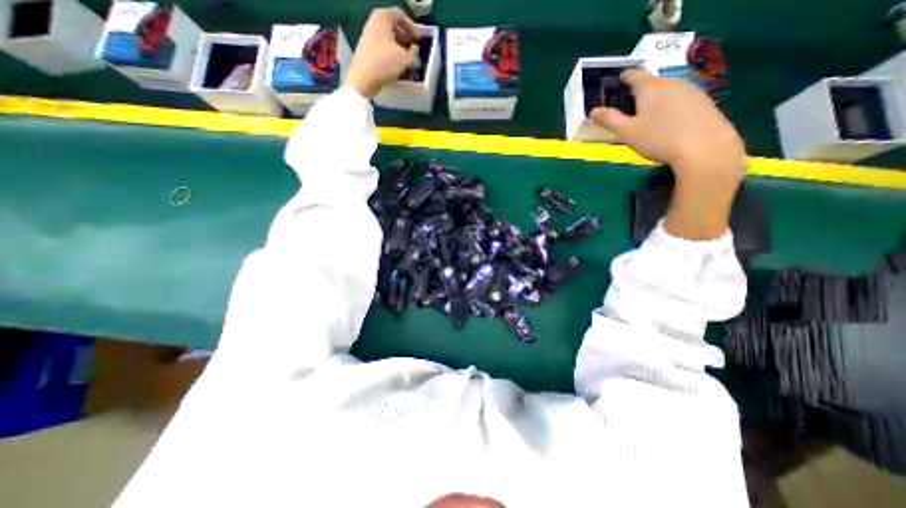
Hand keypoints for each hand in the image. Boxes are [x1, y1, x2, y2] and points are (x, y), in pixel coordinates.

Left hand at [344, 5, 420, 97]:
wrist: (363, 78)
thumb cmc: (384, 62)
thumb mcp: (405, 59)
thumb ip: (414, 56)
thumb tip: (416, 58)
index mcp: (383, 17)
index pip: (400, 15)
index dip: (412, 27)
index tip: (419, 40)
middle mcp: (374, 23)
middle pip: (394, 27)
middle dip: (406, 38)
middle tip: (413, 49)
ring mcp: (369, 37)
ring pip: (388, 39)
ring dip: (400, 49)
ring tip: (407, 61)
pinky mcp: (367, 51)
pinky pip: (383, 49)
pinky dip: (392, 55)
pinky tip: (398, 67)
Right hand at [592, 68, 747, 238]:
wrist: (704, 147)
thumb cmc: (658, 139)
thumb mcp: (627, 132)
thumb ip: (610, 119)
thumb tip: (593, 111)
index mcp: (650, 88)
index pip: (635, 74)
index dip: (624, 76)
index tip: (618, 80)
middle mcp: (671, 82)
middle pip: (652, 81)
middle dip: (639, 89)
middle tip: (629, 101)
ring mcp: (691, 90)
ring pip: (667, 89)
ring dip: (655, 96)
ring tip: (647, 111)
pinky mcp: (704, 101)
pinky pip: (680, 97)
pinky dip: (670, 104)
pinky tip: (668, 119)